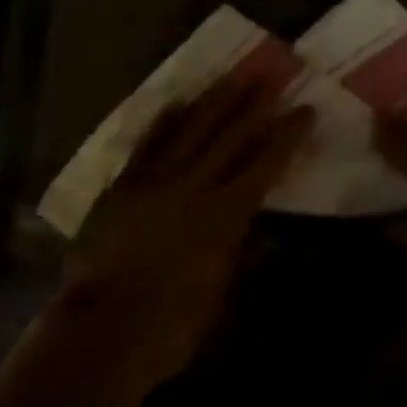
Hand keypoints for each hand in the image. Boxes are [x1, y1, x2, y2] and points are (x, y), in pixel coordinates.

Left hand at [56, 66, 312, 387]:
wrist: (100, 334)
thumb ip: (248, 261)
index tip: (306, 109)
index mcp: (225, 213)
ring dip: (217, 98)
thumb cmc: (170, 328)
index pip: (266, 162)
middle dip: (257, 102)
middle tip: (275, 72)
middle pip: (232, 133)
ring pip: (193, 126)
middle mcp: (195, 184)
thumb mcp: (222, 302)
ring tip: (235, 74)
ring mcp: (156, 179)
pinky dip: (165, 120)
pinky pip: (149, 142)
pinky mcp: (124, 185)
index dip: (288, 135)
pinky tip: (178, 101)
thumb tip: (275, 235)